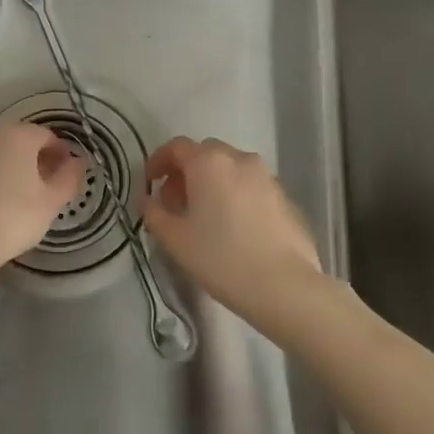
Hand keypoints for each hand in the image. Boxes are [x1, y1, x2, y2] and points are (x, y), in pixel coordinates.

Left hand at [0, 122, 86, 277]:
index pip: (46, 136)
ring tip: (10, 198)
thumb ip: (69, 178)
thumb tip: (78, 162)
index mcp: (15, 136)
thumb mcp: (50, 204)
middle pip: (15, 141)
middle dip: (30, 159)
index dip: (59, 153)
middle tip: (40, 187)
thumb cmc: (9, 220)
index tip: (65, 174)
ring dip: (2, 168)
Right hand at [141, 137, 320, 317]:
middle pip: (206, 153)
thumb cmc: (221, 258)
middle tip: (176, 202)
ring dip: (213, 183)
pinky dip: (236, 196)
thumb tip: (148, 200)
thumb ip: (154, 213)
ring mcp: (267, 177)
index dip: (158, 161)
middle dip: (187, 172)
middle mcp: (240, 160)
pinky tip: (234, 228)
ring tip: (205, 217)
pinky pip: (252, 187)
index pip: (177, 147)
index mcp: (209, 162)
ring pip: (232, 169)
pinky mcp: (286, 198)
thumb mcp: (175, 239)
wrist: (284, 286)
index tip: (150, 183)